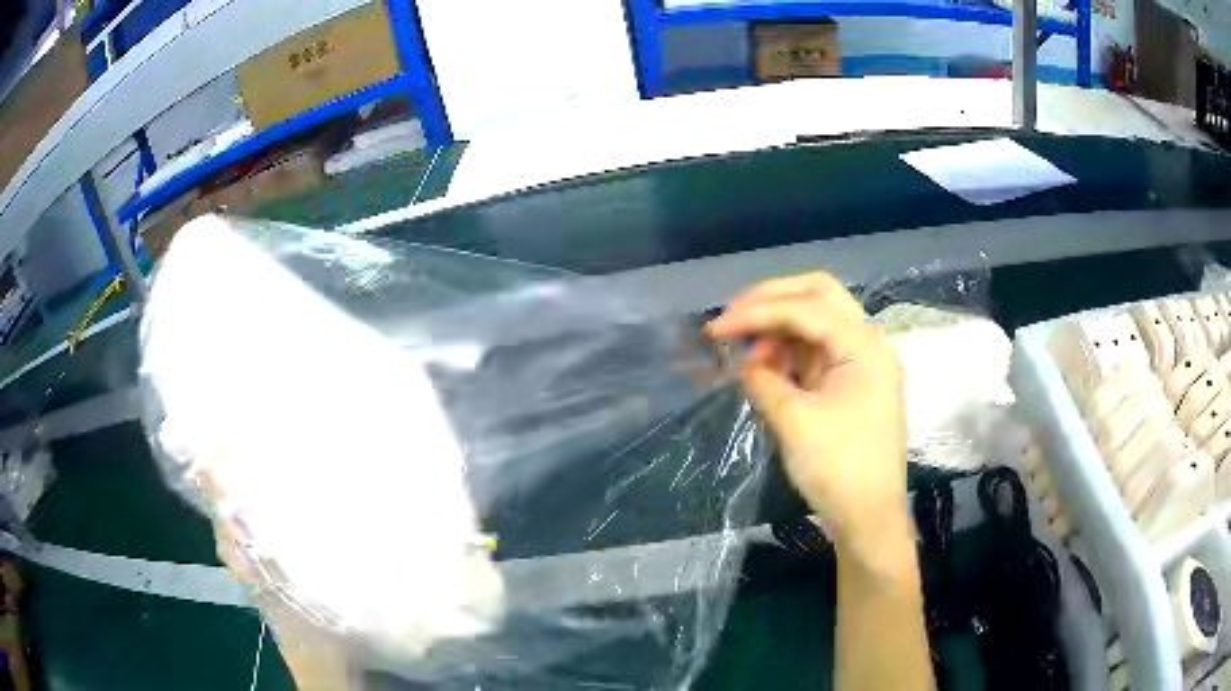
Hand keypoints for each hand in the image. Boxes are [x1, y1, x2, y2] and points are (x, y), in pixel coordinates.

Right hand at [707, 273, 911, 565]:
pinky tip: (766, 368)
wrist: (869, 519)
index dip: (756, 312)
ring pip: (817, 321)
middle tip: (732, 318)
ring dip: (779, 328)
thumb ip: (763, 381)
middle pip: (818, 296)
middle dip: (771, 300)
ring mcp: (861, 363)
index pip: (805, 308)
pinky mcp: (852, 384)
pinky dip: (790, 352)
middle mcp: (867, 344)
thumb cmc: (838, 470)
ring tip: (746, 355)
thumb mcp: (794, 423)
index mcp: (863, 346)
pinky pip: (817, 351)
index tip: (714, 329)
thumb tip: (742, 361)